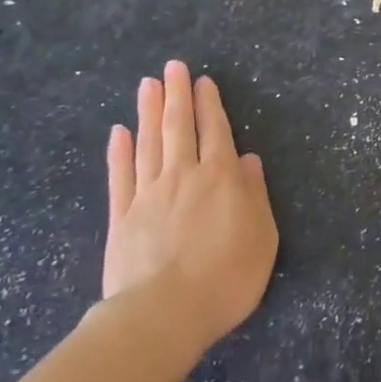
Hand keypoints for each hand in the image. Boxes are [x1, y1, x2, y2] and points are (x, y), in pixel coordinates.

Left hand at [102, 61, 277, 351]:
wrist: (163, 314)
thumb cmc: (226, 277)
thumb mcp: (262, 236)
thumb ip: (254, 194)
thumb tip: (247, 159)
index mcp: (221, 178)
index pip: (216, 131)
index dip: (210, 104)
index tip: (203, 81)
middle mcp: (184, 175)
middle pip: (179, 127)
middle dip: (177, 95)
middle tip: (173, 67)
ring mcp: (148, 194)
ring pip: (148, 142)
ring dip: (149, 111)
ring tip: (148, 85)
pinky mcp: (121, 217)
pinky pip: (120, 175)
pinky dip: (119, 151)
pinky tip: (119, 132)